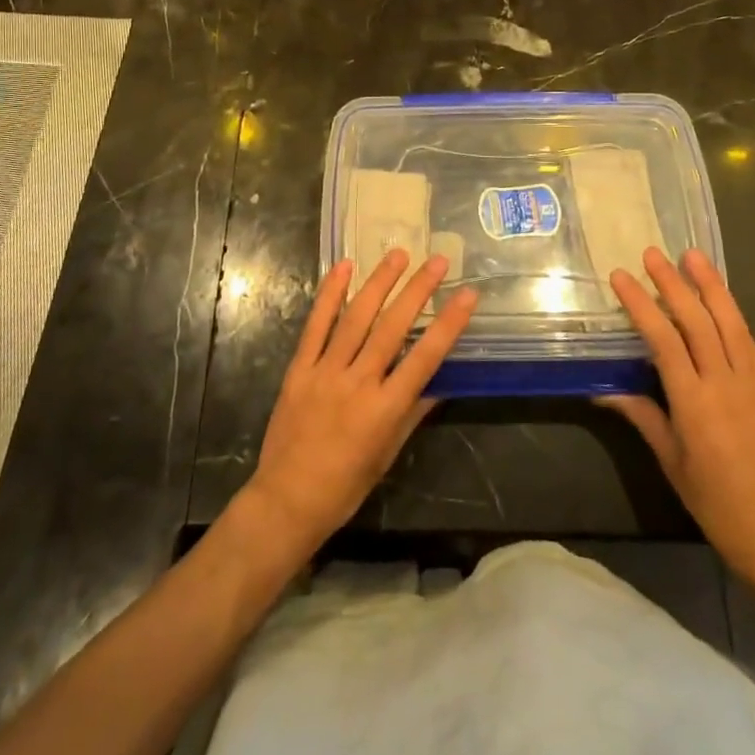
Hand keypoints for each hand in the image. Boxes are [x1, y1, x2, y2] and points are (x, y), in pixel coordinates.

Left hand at [241, 251, 477, 558]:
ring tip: (398, 254)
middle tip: (437, 261)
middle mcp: (358, 383)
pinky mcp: (299, 368)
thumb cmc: (345, 486)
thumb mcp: (388, 454)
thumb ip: (413, 412)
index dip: (449, 323)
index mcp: (385, 409)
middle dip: (418, 290)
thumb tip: (441, 381)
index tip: (467, 294)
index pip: (425, 357)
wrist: (286, 500)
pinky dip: (330, 294)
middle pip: (393, 327)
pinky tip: (344, 267)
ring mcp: (325, 371)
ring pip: (356, 318)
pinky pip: (316, 325)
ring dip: (379, 282)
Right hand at [599, 248, 754, 594]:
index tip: (621, 277)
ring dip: (710, 286)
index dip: (642, 304)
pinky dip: (732, 313)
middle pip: (697, 321)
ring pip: (730, 322)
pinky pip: (748, 340)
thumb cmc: (711, 498)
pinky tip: (720, 298)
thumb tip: (602, 390)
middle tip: (652, 253)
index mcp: (694, 402)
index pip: (664, 339)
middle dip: (673, 283)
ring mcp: (752, 382)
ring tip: (692, 255)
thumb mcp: (668, 458)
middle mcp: (725, 383)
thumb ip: (640, 414)